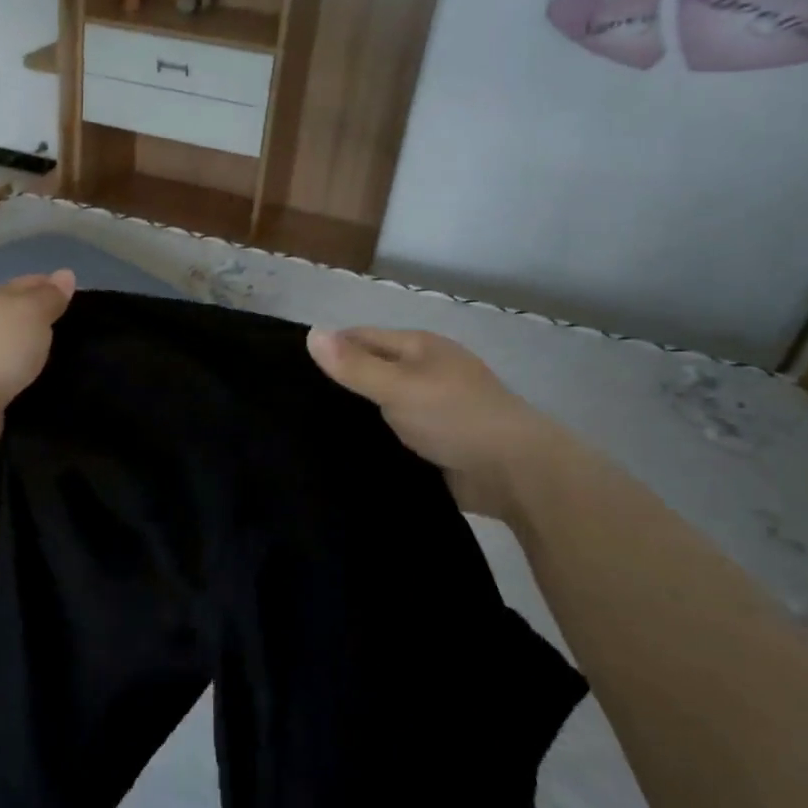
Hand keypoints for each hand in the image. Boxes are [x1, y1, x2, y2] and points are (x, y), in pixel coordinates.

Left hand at [0, 271, 75, 465]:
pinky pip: (5, 376)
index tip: (73, 296)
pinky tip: (35, 382)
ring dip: (28, 350)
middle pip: (13, 314)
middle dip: (38, 318)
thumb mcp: (32, 313)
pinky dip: (18, 376)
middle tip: (72, 328)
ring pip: (9, 346)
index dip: (49, 286)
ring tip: (59, 358)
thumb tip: (65, 274)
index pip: (25, 284)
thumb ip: (49, 297)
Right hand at [305, 326, 563, 514]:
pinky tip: (346, 452)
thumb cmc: (455, 417)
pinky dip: (374, 438)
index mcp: (419, 347)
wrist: (516, 473)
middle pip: (371, 370)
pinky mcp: (435, 441)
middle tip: (293, 405)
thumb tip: (311, 334)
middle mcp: (424, 371)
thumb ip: (354, 365)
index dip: (330, 349)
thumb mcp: (398, 386)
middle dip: (339, 384)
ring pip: (381, 405)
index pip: (361, 337)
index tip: (291, 371)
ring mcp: (432, 407)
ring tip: (308, 430)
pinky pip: (394, 433)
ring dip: (356, 415)